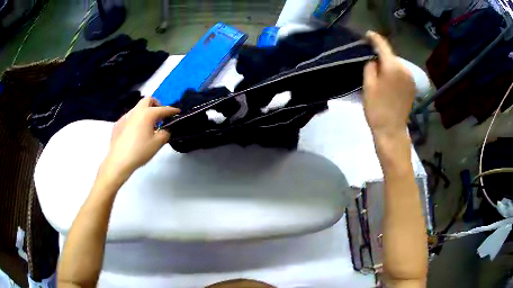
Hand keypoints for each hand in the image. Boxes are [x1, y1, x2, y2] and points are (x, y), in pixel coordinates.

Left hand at [100, 97, 179, 182]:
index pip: (163, 109)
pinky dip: (135, 120)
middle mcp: (136, 111)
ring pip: (137, 107)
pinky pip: (129, 117)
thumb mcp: (157, 143)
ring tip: (147, 125)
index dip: (172, 111)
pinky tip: (135, 132)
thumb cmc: (140, 151)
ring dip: (145, 112)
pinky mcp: (118, 124)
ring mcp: (125, 116)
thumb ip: (166, 133)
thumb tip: (167, 129)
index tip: (177, 112)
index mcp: (147, 114)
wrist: (118, 161)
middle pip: (148, 100)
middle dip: (156, 104)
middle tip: (159, 116)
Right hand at [362, 31, 415, 138]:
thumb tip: (374, 60)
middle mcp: (405, 69)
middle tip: (370, 58)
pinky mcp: (412, 87)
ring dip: (387, 64)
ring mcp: (410, 78)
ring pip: (396, 65)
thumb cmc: (377, 109)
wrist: (392, 131)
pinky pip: (401, 73)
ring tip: (378, 71)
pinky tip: (388, 80)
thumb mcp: (368, 85)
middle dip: (381, 54)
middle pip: (390, 56)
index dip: (374, 38)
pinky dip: (394, 72)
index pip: (383, 46)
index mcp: (393, 67)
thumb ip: (370, 67)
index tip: (368, 34)